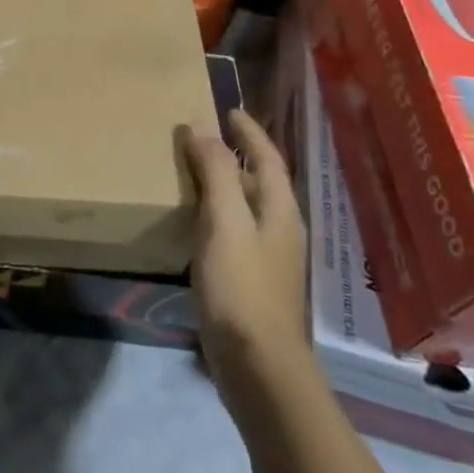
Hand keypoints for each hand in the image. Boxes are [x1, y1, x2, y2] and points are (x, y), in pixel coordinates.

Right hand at [184, 109, 307, 396]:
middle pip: (260, 182)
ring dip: (225, 185)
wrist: (256, 363)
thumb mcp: (225, 222)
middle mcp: (279, 230)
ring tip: (194, 171)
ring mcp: (267, 258)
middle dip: (236, 156)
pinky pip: (233, 232)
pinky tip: (194, 223)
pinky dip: (215, 215)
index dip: (250, 132)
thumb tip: (202, 127)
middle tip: (203, 137)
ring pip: (245, 208)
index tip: (229, 110)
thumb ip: (217, 174)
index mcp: (279, 211)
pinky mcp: (250, 281)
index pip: (268, 158)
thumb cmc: (241, 286)